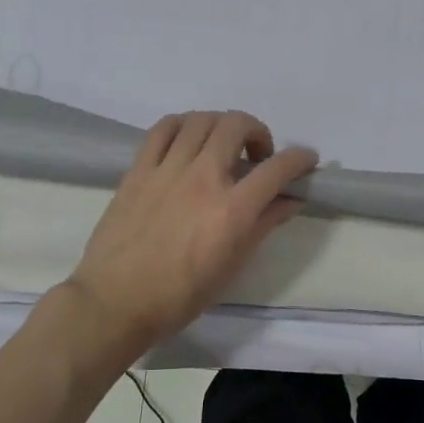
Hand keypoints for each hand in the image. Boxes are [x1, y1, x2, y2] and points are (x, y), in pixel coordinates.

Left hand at [66, 111, 317, 356]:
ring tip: (222, 146)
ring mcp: (167, 170)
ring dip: (222, 126)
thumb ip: (264, 225)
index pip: (277, 169)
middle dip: (258, 132)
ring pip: (201, 120)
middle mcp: (203, 179)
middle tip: (257, 156)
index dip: (300, 159)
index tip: (307, 160)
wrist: (116, 302)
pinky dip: (183, 125)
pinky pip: (163, 129)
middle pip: (237, 126)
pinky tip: (188, 140)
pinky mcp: (138, 170)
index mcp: (232, 210)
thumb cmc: (181, 295)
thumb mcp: (232, 265)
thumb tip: (290, 201)